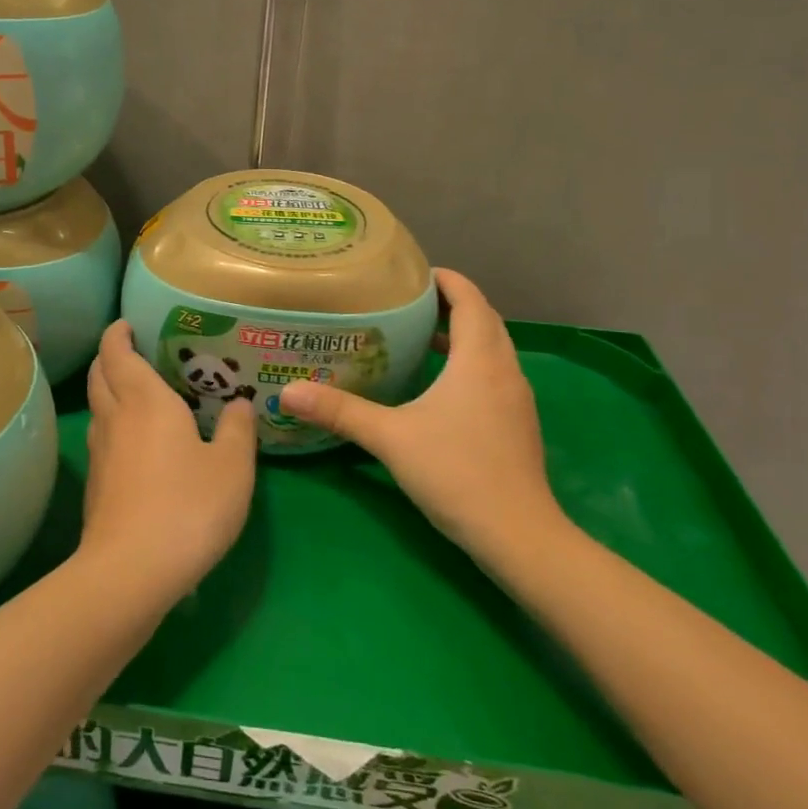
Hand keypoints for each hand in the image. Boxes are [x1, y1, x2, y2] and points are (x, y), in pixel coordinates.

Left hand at [82, 320, 255, 596]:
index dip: (118, 333)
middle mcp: (116, 418)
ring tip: (139, 393)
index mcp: (145, 401)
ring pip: (98, 407)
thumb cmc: (188, 506)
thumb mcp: (232, 467)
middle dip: (110, 357)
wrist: (132, 571)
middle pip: (100, 375)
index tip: (126, 323)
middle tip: (133, 351)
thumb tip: (238, 403)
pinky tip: (139, 443)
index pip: (117, 352)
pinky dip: (115, 425)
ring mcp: (100, 453)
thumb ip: (237, 430)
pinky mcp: (96, 486)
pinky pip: (103, 439)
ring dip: (110, 391)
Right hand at [278, 270, 568, 558]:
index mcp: (480, 360)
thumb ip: (341, 411)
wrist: (518, 534)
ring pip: (493, 350)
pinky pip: (495, 376)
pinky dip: (471, 364)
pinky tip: (441, 387)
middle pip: (485, 321)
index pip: (471, 301)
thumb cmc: (456, 472)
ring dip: (464, 336)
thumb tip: (289, 392)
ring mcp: (517, 399)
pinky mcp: (518, 425)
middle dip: (452, 305)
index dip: (448, 281)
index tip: (415, 274)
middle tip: (409, 303)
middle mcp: (505, 371)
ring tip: (422, 338)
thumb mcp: (390, 437)